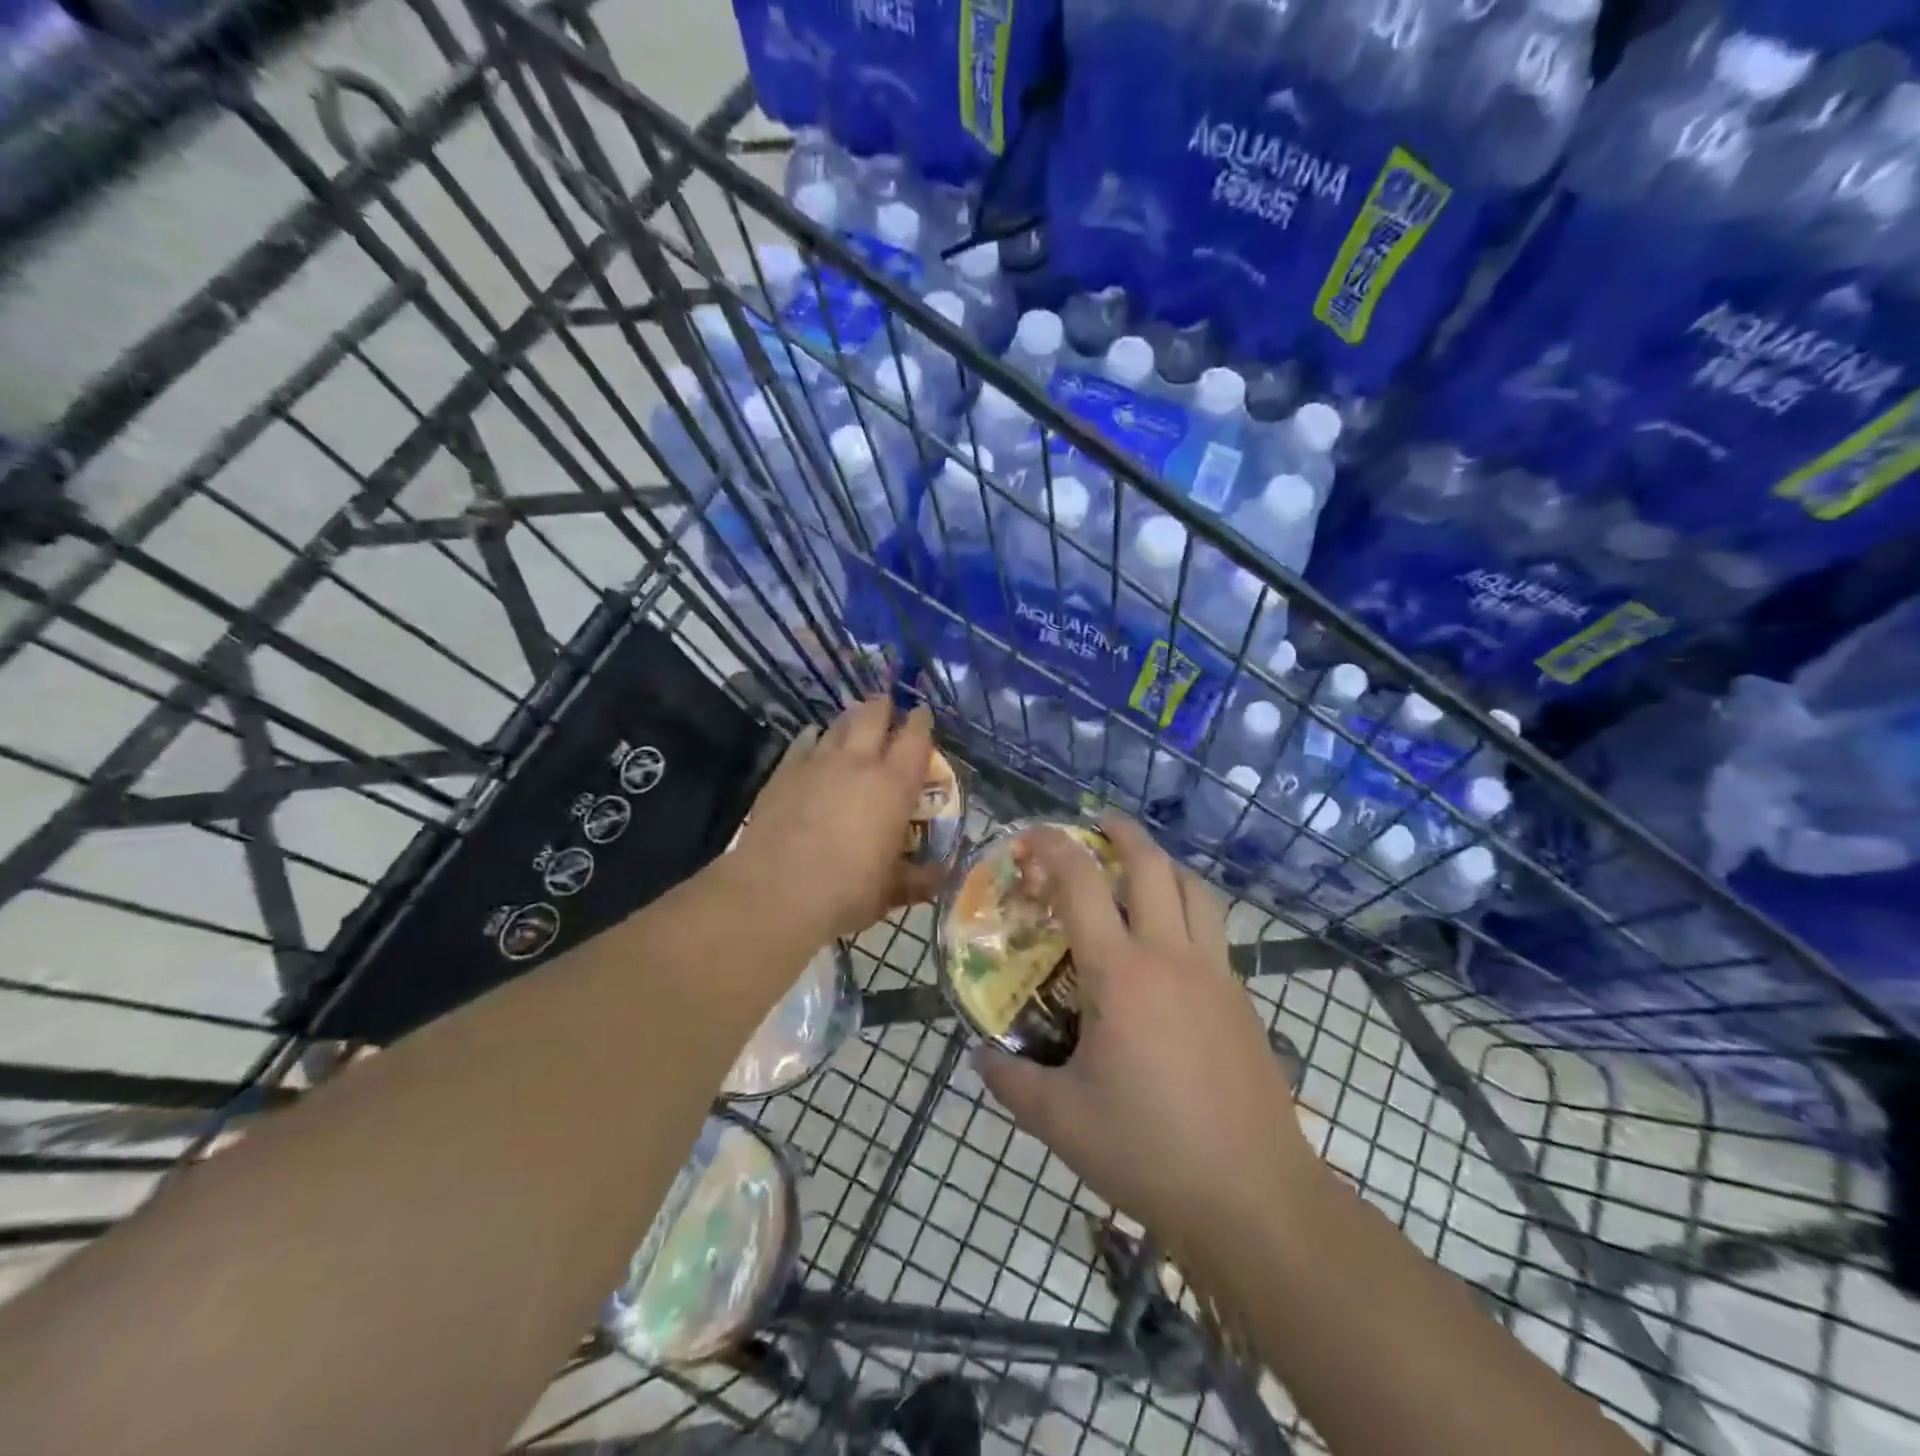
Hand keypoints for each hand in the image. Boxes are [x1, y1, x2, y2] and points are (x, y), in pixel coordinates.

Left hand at [734, 698, 944, 941]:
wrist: (775, 893)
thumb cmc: (846, 892)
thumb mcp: (891, 891)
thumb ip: (919, 878)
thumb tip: (941, 875)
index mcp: (894, 785)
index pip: (915, 737)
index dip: (921, 722)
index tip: (923, 715)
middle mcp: (858, 763)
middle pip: (873, 715)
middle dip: (883, 707)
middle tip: (888, 709)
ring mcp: (816, 763)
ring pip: (838, 725)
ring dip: (850, 720)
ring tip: (854, 724)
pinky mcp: (783, 773)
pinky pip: (803, 743)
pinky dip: (814, 738)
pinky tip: (813, 740)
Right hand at [977, 814, 1318, 1246]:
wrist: (1254, 1197)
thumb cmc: (1148, 1151)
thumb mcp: (1061, 1121)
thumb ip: (1011, 1081)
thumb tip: (980, 1057)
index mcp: (1121, 975)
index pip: (1081, 885)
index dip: (1052, 848)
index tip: (1031, 834)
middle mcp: (1171, 957)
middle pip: (1153, 866)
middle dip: (1123, 833)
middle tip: (1100, 824)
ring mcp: (1215, 975)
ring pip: (1197, 890)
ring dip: (1166, 865)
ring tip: (1143, 868)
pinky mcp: (1242, 1000)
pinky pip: (1215, 931)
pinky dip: (1190, 910)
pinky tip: (1173, 944)